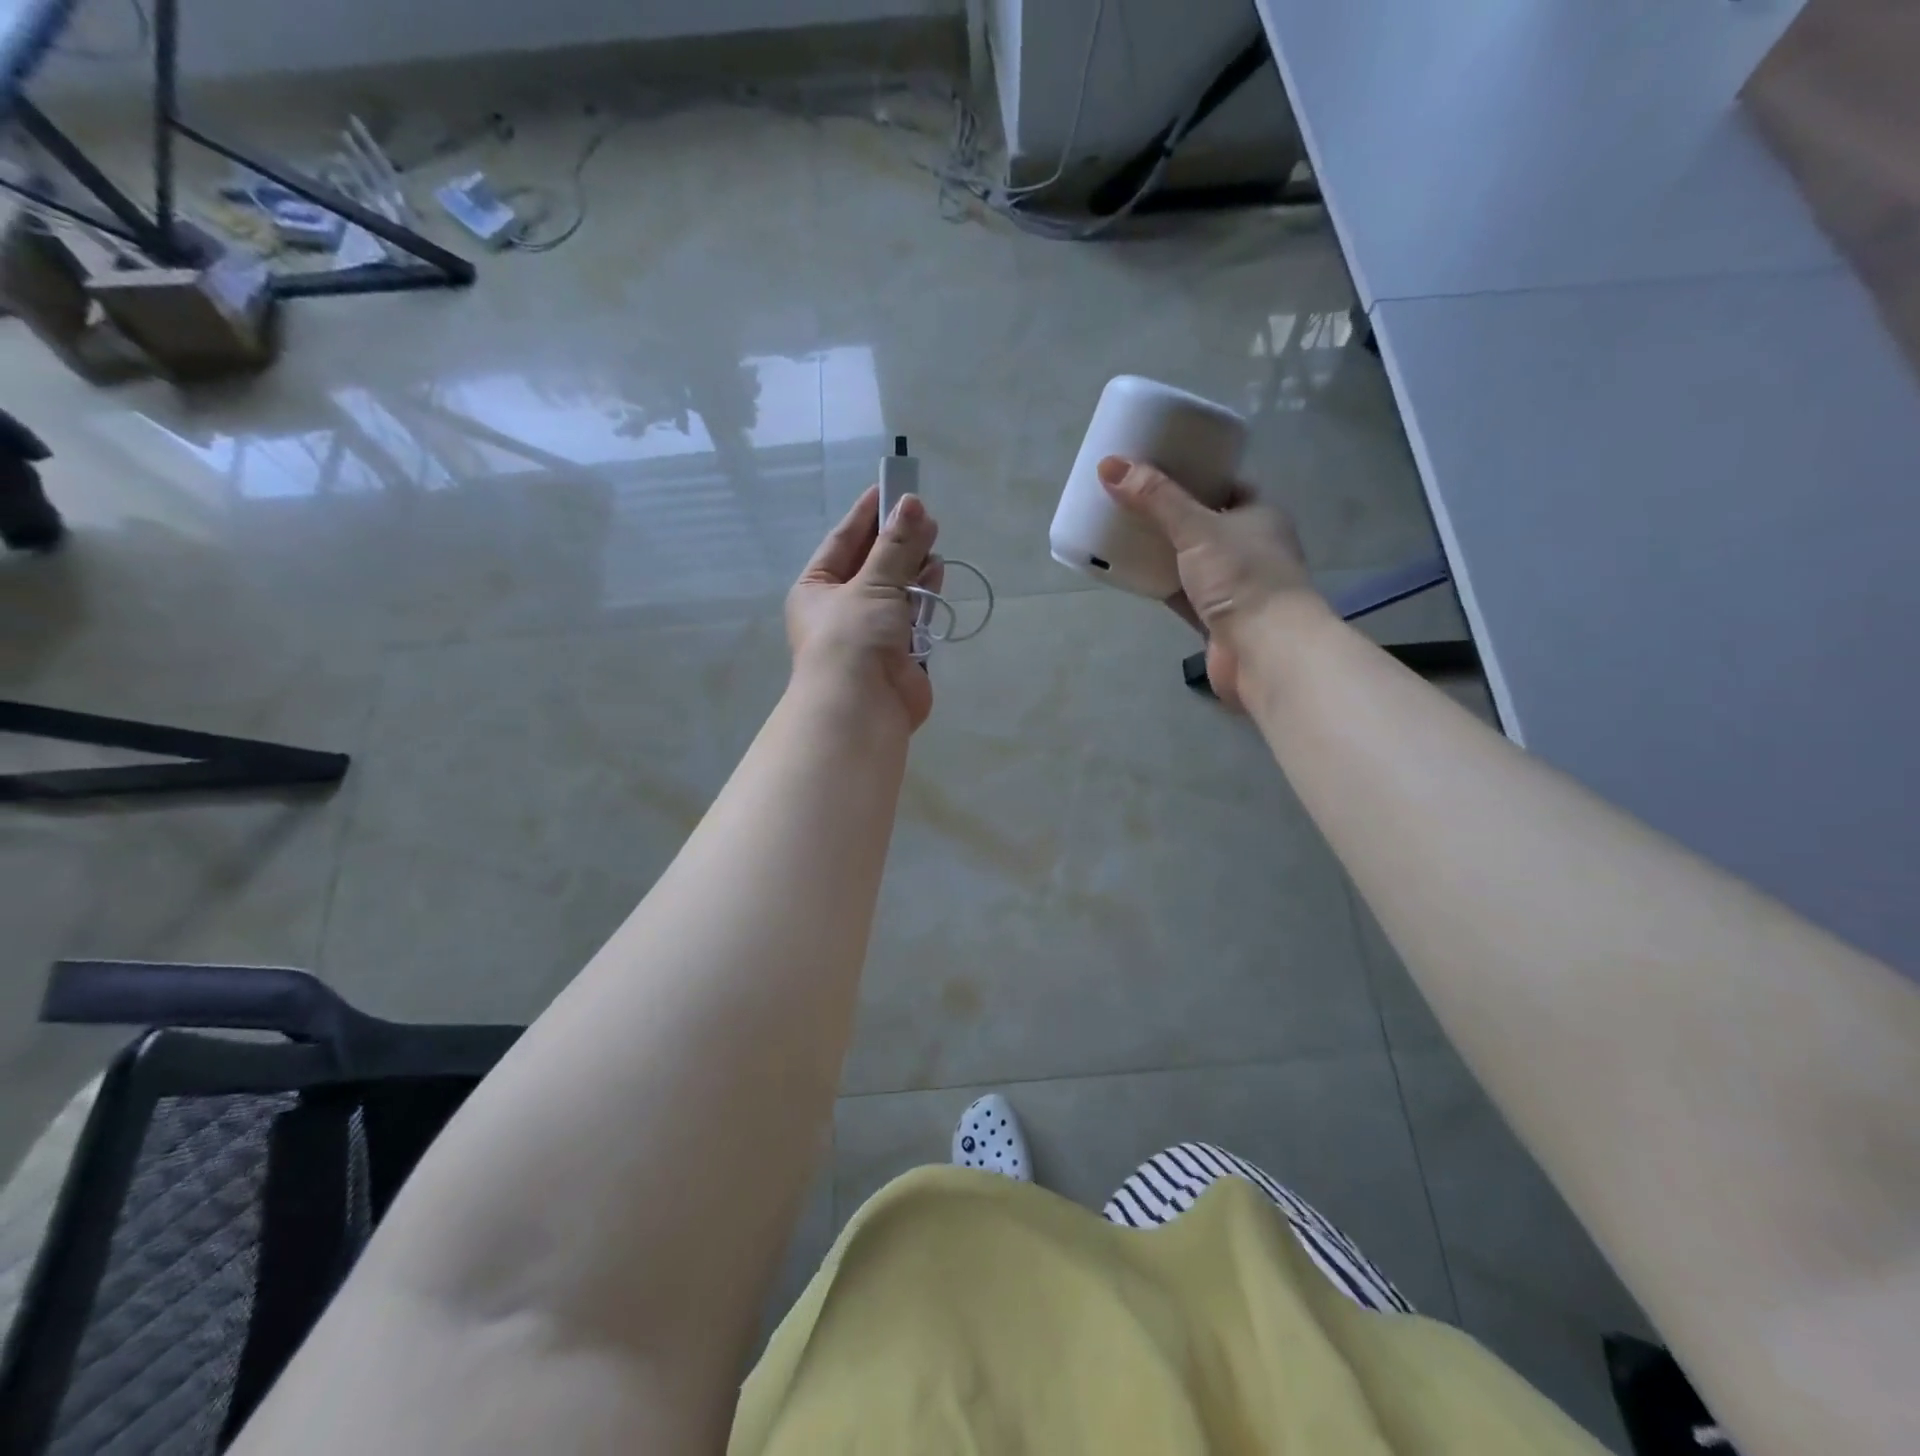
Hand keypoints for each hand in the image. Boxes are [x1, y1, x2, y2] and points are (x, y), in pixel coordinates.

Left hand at [787, 484, 942, 730]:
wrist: (862, 709)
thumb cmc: (852, 638)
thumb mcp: (872, 584)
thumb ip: (896, 546)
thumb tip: (913, 504)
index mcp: (818, 588)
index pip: (844, 540)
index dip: (868, 513)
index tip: (892, 486)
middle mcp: (841, 607)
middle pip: (873, 563)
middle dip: (897, 538)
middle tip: (924, 512)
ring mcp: (871, 631)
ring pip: (896, 587)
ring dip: (913, 564)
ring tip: (935, 536)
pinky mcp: (899, 651)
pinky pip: (913, 613)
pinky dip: (924, 594)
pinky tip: (937, 570)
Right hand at [1098, 455, 1324, 708]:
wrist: (1265, 650)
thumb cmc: (1242, 577)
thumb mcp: (1196, 528)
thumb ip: (1155, 499)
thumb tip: (1110, 465)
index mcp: (1259, 515)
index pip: (1226, 486)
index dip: (1194, 475)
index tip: (1156, 469)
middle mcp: (1251, 548)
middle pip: (1205, 524)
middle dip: (1171, 516)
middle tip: (1131, 501)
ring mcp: (1234, 587)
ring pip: (1191, 562)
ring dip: (1163, 553)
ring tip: (1123, 534)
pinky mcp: (1216, 620)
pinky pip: (1182, 595)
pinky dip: (1160, 586)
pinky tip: (1131, 576)